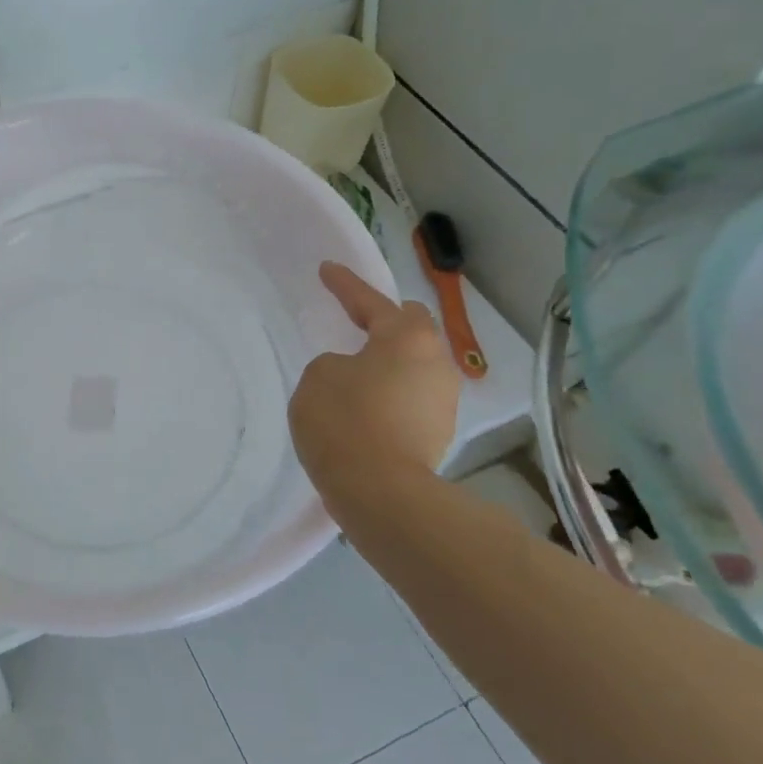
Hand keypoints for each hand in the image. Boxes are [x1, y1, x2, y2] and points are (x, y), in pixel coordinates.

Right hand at [290, 260, 459, 505]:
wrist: (382, 493)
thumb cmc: (345, 421)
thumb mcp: (318, 376)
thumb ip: (336, 363)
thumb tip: (356, 374)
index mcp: (406, 337)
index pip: (371, 300)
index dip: (345, 284)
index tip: (327, 270)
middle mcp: (435, 360)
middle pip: (412, 326)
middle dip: (385, 319)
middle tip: (357, 320)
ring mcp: (443, 398)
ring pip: (416, 363)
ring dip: (390, 360)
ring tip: (360, 369)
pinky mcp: (440, 431)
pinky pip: (413, 394)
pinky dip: (392, 391)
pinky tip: (368, 404)